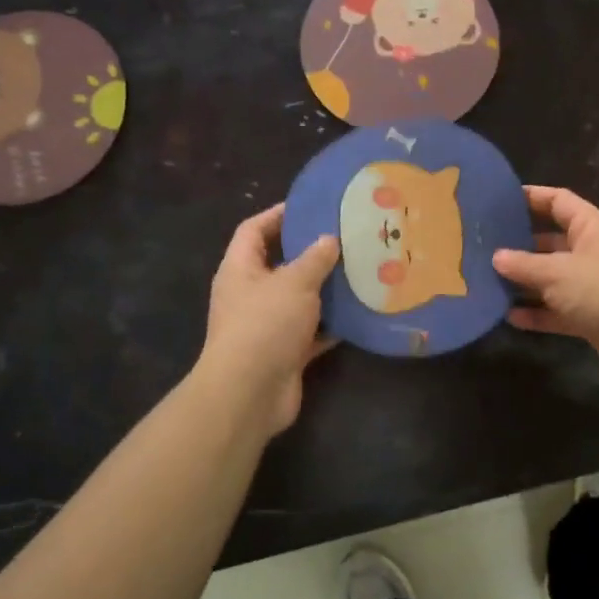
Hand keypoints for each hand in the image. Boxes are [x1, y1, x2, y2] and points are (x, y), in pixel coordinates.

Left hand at [196, 205, 340, 439]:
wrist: (250, 393)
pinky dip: (331, 324)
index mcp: (240, 269)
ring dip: (324, 289)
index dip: (279, 214)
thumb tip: (329, 240)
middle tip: (344, 238)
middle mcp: (249, 294)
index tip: (312, 206)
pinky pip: (311, 330)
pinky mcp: (284, 351)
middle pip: (279, 263)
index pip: (254, 229)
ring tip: (358, 270)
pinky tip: (358, 313)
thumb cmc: (265, 324)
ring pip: (298, 299)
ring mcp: (266, 325)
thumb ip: (314, 258)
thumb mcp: (294, 282)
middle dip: (309, 252)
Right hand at [492, 186, 598, 386]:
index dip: (531, 197)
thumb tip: (496, 257)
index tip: (499, 199)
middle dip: (520, 244)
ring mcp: (593, 285)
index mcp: (591, 227)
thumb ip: (523, 265)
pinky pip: (558, 309)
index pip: (558, 201)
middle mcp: (592, 251)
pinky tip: (509, 316)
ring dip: (525, 281)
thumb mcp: (556, 272)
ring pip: (552, 277)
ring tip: (488, 281)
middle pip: (551, 241)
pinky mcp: (592, 316)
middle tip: (484, 245)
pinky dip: (537, 312)